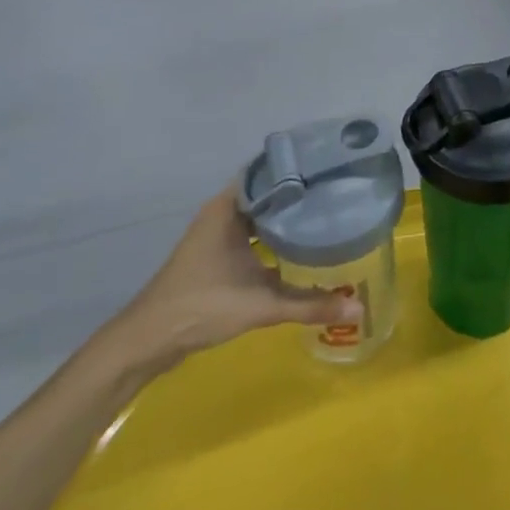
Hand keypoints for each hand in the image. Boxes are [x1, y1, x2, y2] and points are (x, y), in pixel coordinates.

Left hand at [122, 187, 360, 361]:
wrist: (150, 339)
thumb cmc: (202, 306)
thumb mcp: (261, 305)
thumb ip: (310, 305)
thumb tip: (358, 308)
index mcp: (227, 208)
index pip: (268, 173)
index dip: (298, 170)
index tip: (331, 171)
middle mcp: (222, 213)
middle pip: (266, 195)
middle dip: (298, 196)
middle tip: (338, 196)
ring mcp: (217, 235)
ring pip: (259, 217)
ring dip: (285, 219)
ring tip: (326, 218)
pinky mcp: (217, 256)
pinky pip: (252, 236)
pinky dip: (274, 239)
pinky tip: (300, 250)